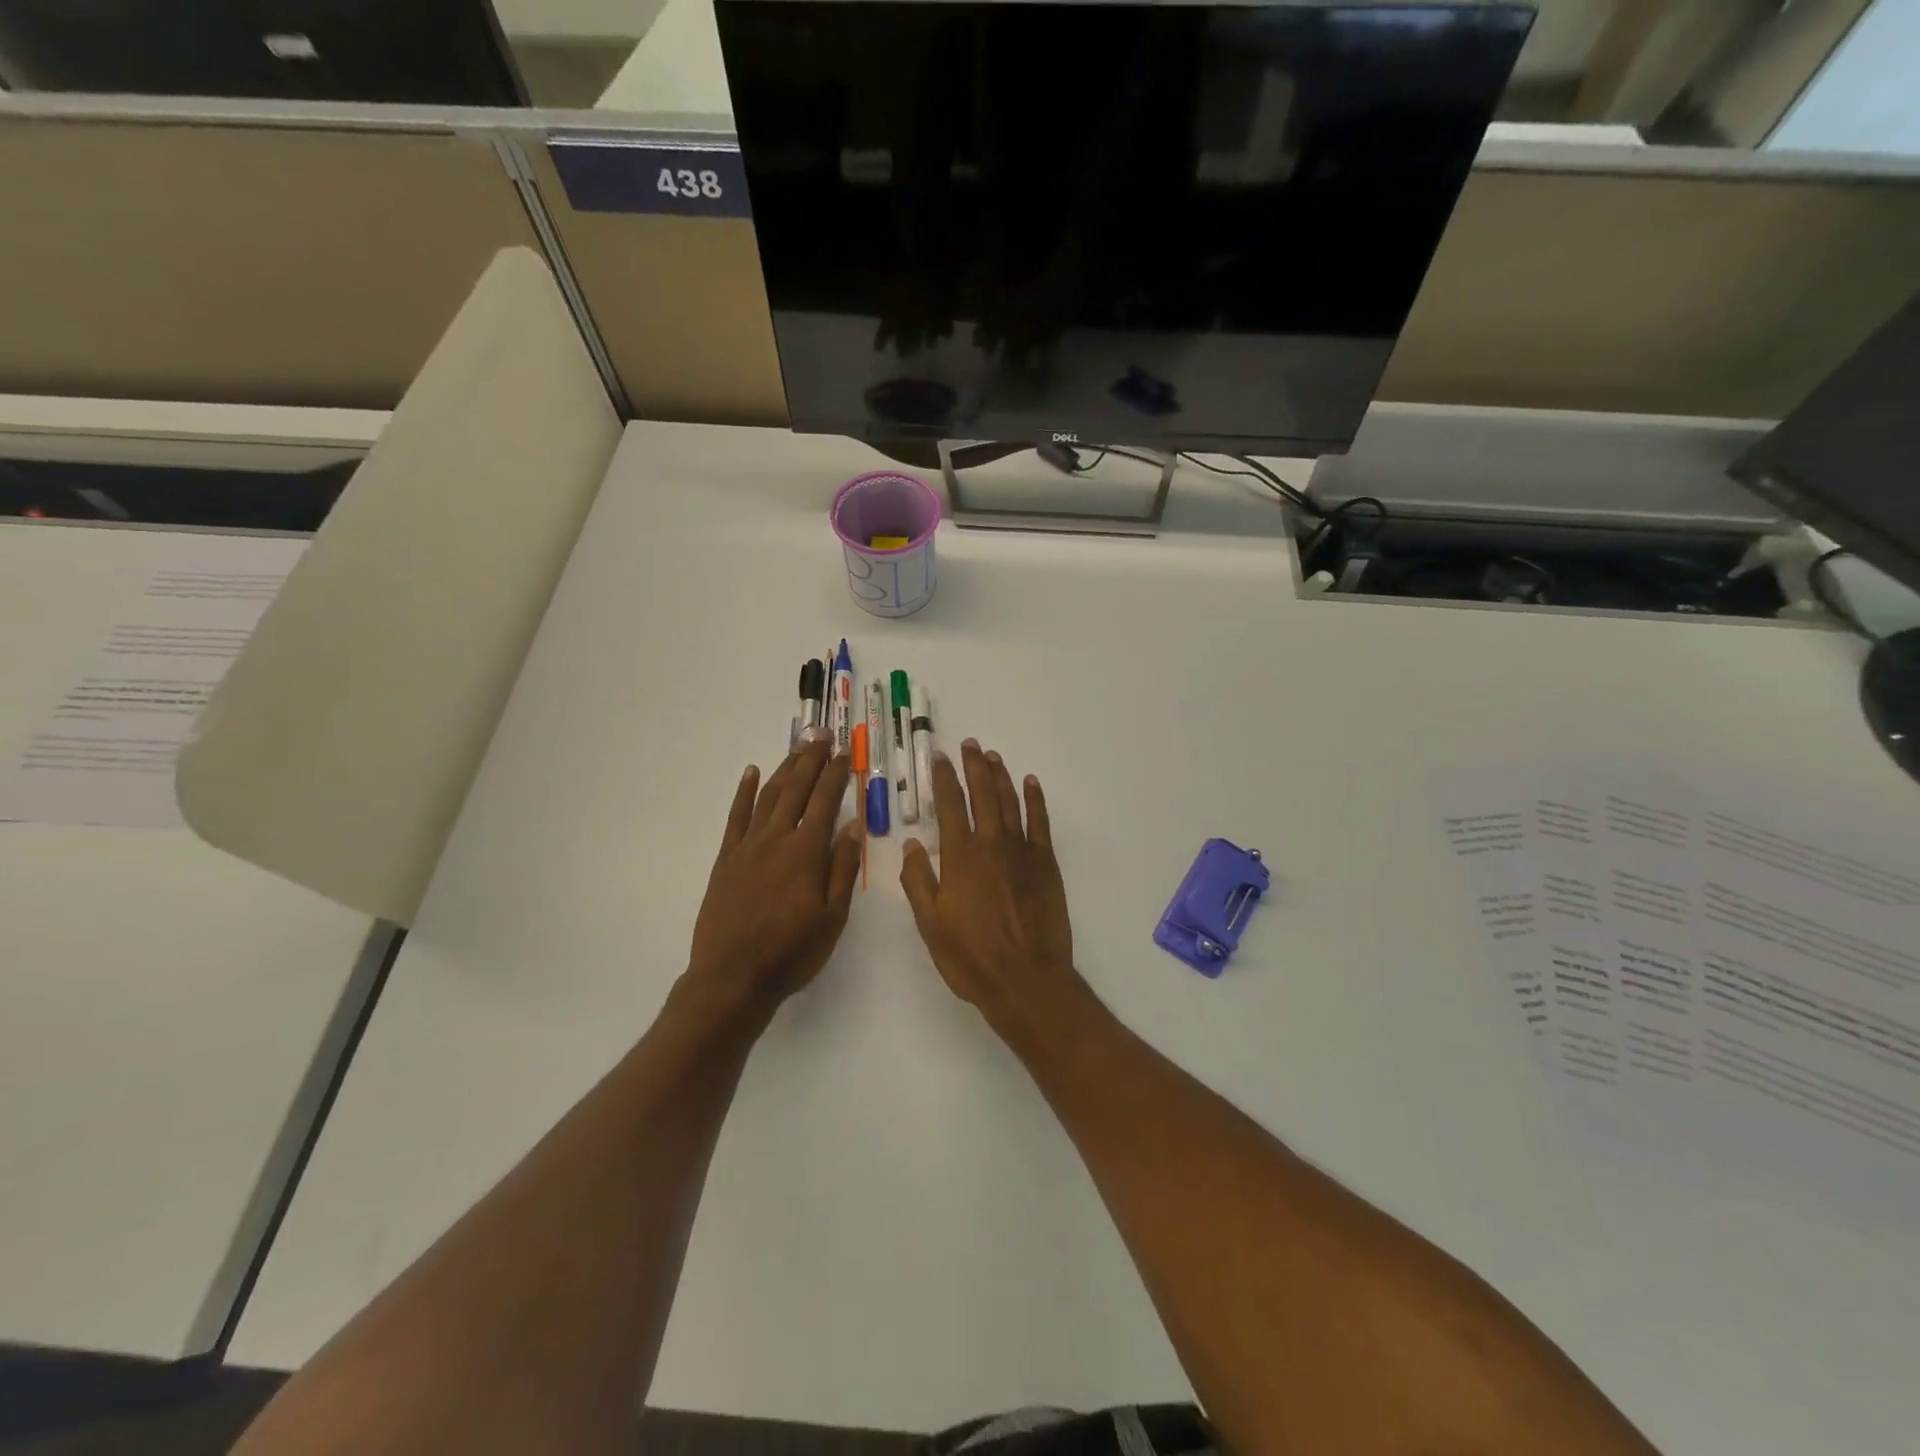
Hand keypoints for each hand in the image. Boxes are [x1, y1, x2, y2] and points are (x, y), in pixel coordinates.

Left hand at [687, 740, 860, 1015]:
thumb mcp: (832, 918)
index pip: (825, 802)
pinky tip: (752, 773)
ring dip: (785, 768)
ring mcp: (747, 847)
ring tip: (798, 747)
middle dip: (811, 759)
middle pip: (797, 789)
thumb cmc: (791, 952)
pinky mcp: (726, 859)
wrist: (732, 978)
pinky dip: (745, 792)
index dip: (836, 775)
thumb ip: (842, 869)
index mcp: (806, 853)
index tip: (845, 753)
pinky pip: (736, 816)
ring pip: (769, 796)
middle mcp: (777, 839)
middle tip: (823, 735)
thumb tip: (852, 828)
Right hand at [900, 740, 1079, 1038]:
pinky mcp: (1046, 864)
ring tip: (992, 757)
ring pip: (1010, 802)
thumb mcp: (930, 923)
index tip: (939, 757)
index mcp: (960, 856)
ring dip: (1001, 777)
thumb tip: (911, 843)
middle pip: (982, 794)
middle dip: (974, 766)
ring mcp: (1022, 851)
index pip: (949, 805)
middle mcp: (991, 843)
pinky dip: (1035, 800)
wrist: (1025, 979)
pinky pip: (1040, 822)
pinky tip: (1031, 784)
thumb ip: (918, 880)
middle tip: (970, 745)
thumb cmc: (971, 956)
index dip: (943, 778)